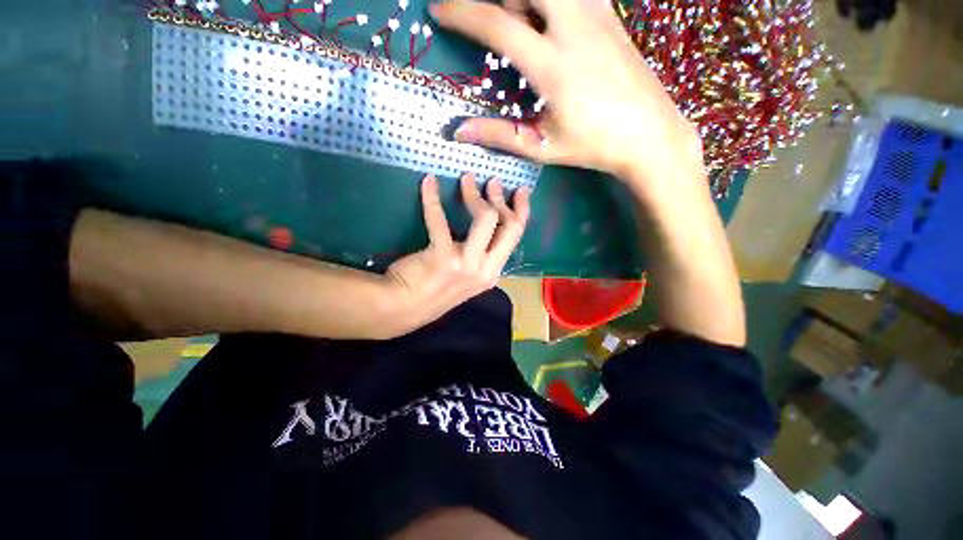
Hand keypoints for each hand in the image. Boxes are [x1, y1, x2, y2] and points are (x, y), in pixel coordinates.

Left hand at [385, 173, 530, 331]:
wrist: (404, 308)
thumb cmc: (434, 291)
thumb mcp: (466, 279)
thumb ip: (480, 258)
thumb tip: (486, 228)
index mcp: (492, 273)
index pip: (515, 238)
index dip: (521, 211)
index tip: (520, 192)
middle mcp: (486, 270)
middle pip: (509, 227)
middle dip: (502, 200)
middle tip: (492, 181)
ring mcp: (467, 264)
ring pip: (486, 219)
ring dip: (475, 194)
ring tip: (466, 178)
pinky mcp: (443, 256)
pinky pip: (440, 219)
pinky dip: (432, 197)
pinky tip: (428, 182)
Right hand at [430, 0, 703, 181]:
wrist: (649, 134)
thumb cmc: (592, 146)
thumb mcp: (542, 146)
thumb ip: (499, 136)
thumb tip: (458, 131)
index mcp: (552, 65)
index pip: (497, 25)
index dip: (462, 14)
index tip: (438, 10)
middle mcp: (573, 28)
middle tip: (479, 11)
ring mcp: (596, 15)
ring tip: (510, 14)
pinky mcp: (610, 15)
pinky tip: (545, 14)